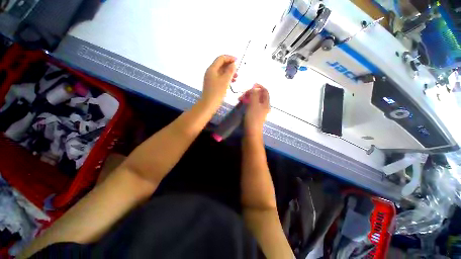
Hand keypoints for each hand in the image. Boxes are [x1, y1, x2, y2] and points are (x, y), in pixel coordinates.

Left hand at [201, 55, 236, 109]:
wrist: (209, 104)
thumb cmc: (217, 92)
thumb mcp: (225, 80)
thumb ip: (230, 71)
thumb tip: (234, 64)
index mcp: (212, 69)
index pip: (221, 58)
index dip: (230, 58)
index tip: (238, 61)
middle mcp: (210, 72)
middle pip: (221, 65)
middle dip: (230, 66)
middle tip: (238, 71)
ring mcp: (211, 78)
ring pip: (221, 72)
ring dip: (229, 73)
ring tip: (236, 77)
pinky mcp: (212, 84)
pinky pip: (220, 78)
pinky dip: (226, 78)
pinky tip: (231, 82)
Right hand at [244, 84, 269, 135]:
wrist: (251, 133)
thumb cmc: (253, 118)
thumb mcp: (254, 104)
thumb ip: (254, 94)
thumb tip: (254, 86)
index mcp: (266, 103)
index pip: (265, 91)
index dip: (259, 86)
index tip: (250, 85)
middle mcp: (264, 107)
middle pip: (259, 96)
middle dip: (251, 93)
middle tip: (242, 95)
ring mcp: (259, 112)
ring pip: (254, 101)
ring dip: (248, 98)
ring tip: (240, 99)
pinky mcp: (254, 116)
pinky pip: (251, 106)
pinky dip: (247, 103)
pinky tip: (242, 105)